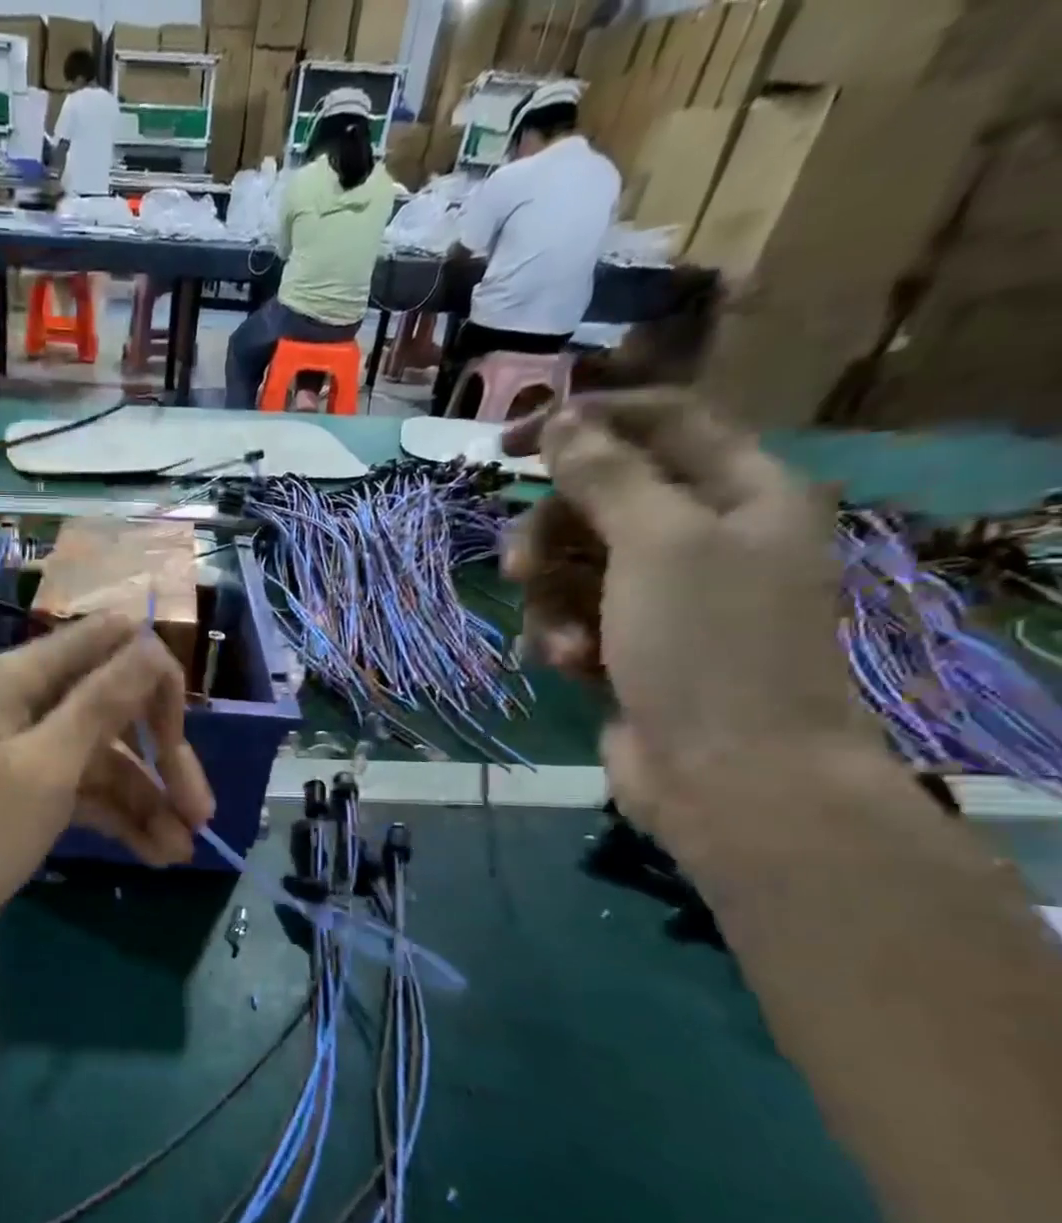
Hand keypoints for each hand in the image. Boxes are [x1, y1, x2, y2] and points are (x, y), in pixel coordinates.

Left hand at [0, 613, 214, 964]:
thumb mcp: (44, 768)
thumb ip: (101, 703)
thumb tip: (150, 642)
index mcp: (27, 677)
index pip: (113, 642)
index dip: (155, 680)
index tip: (178, 737)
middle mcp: (33, 703)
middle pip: (119, 708)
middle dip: (164, 756)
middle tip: (201, 813)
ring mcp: (32, 750)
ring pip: (109, 759)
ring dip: (149, 800)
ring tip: (181, 852)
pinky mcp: (31, 792)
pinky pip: (88, 792)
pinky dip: (121, 819)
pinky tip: (155, 854)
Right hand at [500, 390, 878, 829]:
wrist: (728, 775)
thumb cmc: (706, 646)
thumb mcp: (657, 542)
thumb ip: (605, 476)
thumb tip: (562, 421)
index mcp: (741, 492)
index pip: (661, 422)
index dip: (585, 421)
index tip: (507, 443)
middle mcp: (705, 536)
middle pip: (601, 500)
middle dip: (551, 533)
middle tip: (517, 565)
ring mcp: (665, 596)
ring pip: (574, 563)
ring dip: (551, 599)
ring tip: (561, 639)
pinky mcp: (628, 645)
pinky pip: (573, 614)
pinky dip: (562, 635)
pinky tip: (570, 665)